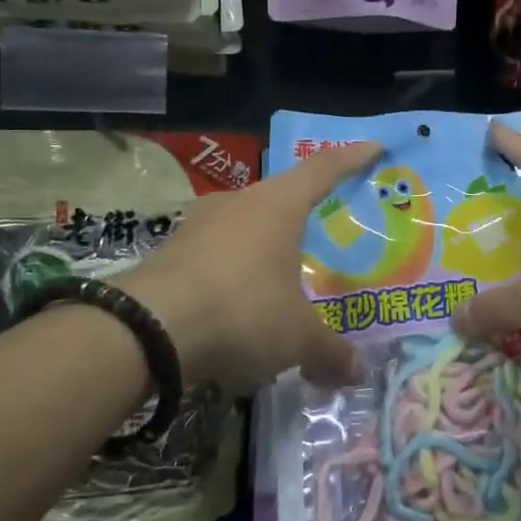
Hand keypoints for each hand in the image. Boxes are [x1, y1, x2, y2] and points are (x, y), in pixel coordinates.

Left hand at [121, 142, 382, 392]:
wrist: (146, 329)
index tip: (374, 147)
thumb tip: (359, 373)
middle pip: (281, 195)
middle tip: (325, 225)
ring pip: (243, 225)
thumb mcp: (296, 339)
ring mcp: (198, 225)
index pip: (323, 169)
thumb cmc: (241, 312)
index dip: (352, 158)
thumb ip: (329, 352)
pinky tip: (237, 303)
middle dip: (304, 209)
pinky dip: (233, 271)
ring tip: (281, 272)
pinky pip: (215, 253)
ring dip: (264, 243)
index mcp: (278, 206)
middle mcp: (238, 203)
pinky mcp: (170, 252)